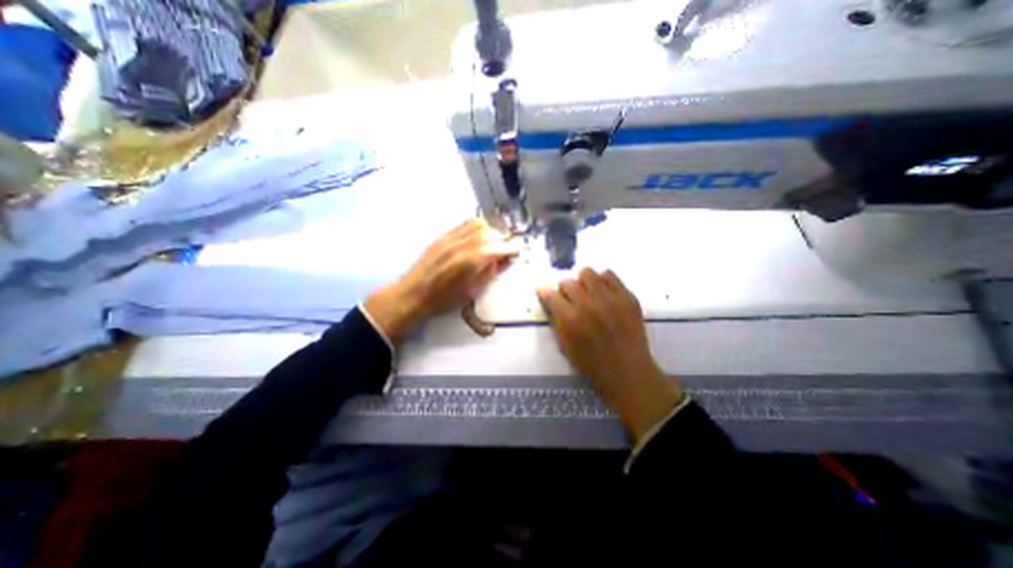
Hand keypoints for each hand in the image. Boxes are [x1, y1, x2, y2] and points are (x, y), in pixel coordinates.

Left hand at [364, 221, 517, 345]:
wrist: (413, 294)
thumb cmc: (443, 299)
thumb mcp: (472, 291)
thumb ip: (490, 272)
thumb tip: (505, 260)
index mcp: (471, 262)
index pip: (499, 247)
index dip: (511, 248)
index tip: (516, 251)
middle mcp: (462, 245)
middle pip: (490, 232)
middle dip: (502, 238)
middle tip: (505, 248)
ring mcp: (451, 238)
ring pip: (478, 223)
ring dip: (490, 230)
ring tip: (493, 241)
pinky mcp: (442, 236)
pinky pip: (464, 223)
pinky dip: (476, 227)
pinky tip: (478, 237)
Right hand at [537, 268, 688, 445]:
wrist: (627, 370)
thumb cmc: (591, 363)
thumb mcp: (565, 345)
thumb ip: (555, 320)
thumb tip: (548, 299)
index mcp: (570, 319)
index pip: (550, 294)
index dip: (545, 292)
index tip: (545, 292)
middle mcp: (588, 305)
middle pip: (568, 282)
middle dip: (565, 290)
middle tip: (571, 300)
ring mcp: (610, 299)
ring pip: (587, 272)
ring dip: (583, 282)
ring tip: (588, 293)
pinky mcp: (627, 297)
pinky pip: (609, 275)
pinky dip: (602, 281)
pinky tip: (604, 293)